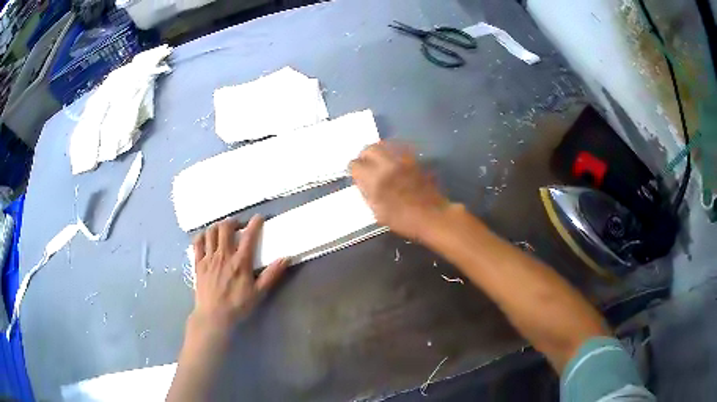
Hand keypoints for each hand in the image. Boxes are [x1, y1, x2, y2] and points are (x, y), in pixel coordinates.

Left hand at [190, 215, 288, 335]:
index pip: (249, 236)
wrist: (213, 316)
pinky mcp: (198, 263)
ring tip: (223, 230)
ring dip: (218, 226)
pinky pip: (197, 242)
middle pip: (225, 227)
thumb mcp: (259, 293)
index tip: (259, 218)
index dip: (255, 223)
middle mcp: (223, 255)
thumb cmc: (237, 305)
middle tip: (238, 225)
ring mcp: (209, 258)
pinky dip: (202, 235)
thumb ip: (271, 275)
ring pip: (211, 231)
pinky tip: (207, 238)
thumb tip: (286, 258)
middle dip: (233, 221)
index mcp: (240, 262)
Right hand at [350, 141, 450, 239]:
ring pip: (384, 145)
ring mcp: (403, 160)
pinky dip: (391, 152)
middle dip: (364, 156)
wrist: (433, 216)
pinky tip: (393, 162)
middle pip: (369, 149)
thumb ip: (368, 193)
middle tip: (365, 165)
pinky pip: (398, 148)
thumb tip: (362, 181)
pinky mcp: (414, 160)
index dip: (353, 170)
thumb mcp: (378, 212)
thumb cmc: (404, 220)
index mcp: (375, 180)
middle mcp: (388, 165)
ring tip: (378, 162)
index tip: (356, 176)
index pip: (355, 165)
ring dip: (378, 152)